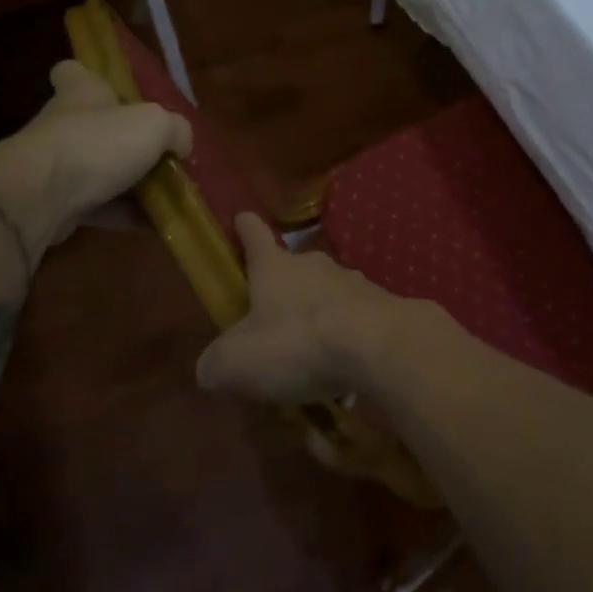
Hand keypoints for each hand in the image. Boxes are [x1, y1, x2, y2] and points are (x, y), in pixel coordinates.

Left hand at [0, 60, 191, 260]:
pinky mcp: (53, 204)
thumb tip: (180, 144)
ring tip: (167, 197)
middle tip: (159, 156)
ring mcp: (54, 166)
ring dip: (129, 184)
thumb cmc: (98, 143)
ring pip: (97, 170)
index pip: (74, 72)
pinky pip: (97, 207)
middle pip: (93, 126)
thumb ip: (176, 130)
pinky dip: (124, 216)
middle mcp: (63, 124)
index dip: (90, 76)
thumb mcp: (155, 125)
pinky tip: (153, 226)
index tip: (111, 91)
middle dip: (123, 141)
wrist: (39, 197)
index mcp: (81, 93)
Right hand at [196, 214, 409, 404]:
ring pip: (325, 295)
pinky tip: (342, 374)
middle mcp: (313, 265)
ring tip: (309, 356)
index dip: (245, 227)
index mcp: (274, 267)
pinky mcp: (380, 306)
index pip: (254, 235)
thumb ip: (216, 364)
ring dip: (315, 317)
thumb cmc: (296, 343)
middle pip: (292, 268)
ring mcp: (351, 282)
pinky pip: (353, 321)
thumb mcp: (237, 363)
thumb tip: (211, 368)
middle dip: (282, 289)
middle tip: (270, 322)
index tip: (241, 217)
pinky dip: (344, 340)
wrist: (376, 345)